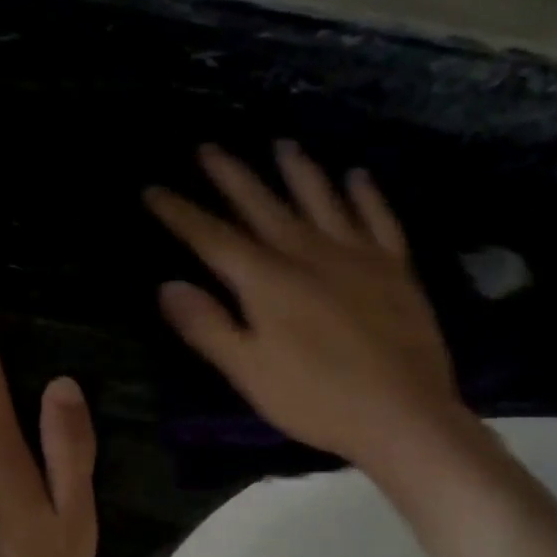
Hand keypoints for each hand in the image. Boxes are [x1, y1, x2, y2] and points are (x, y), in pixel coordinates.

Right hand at [145, 141, 464, 471]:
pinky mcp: (395, 268)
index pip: (213, 238)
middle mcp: (308, 254)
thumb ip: (208, 327)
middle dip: (231, 176)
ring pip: (321, 199)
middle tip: (208, 146)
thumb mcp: (250, 372)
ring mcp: (356, 255)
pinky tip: (358, 175)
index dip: (181, 213)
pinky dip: (367, 195)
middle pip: (262, 206)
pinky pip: (379, 219)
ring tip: (282, 143)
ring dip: (298, 170)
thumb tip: (167, 285)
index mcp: (267, 281)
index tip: (153, 189)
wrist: (403, 413)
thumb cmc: (317, 400)